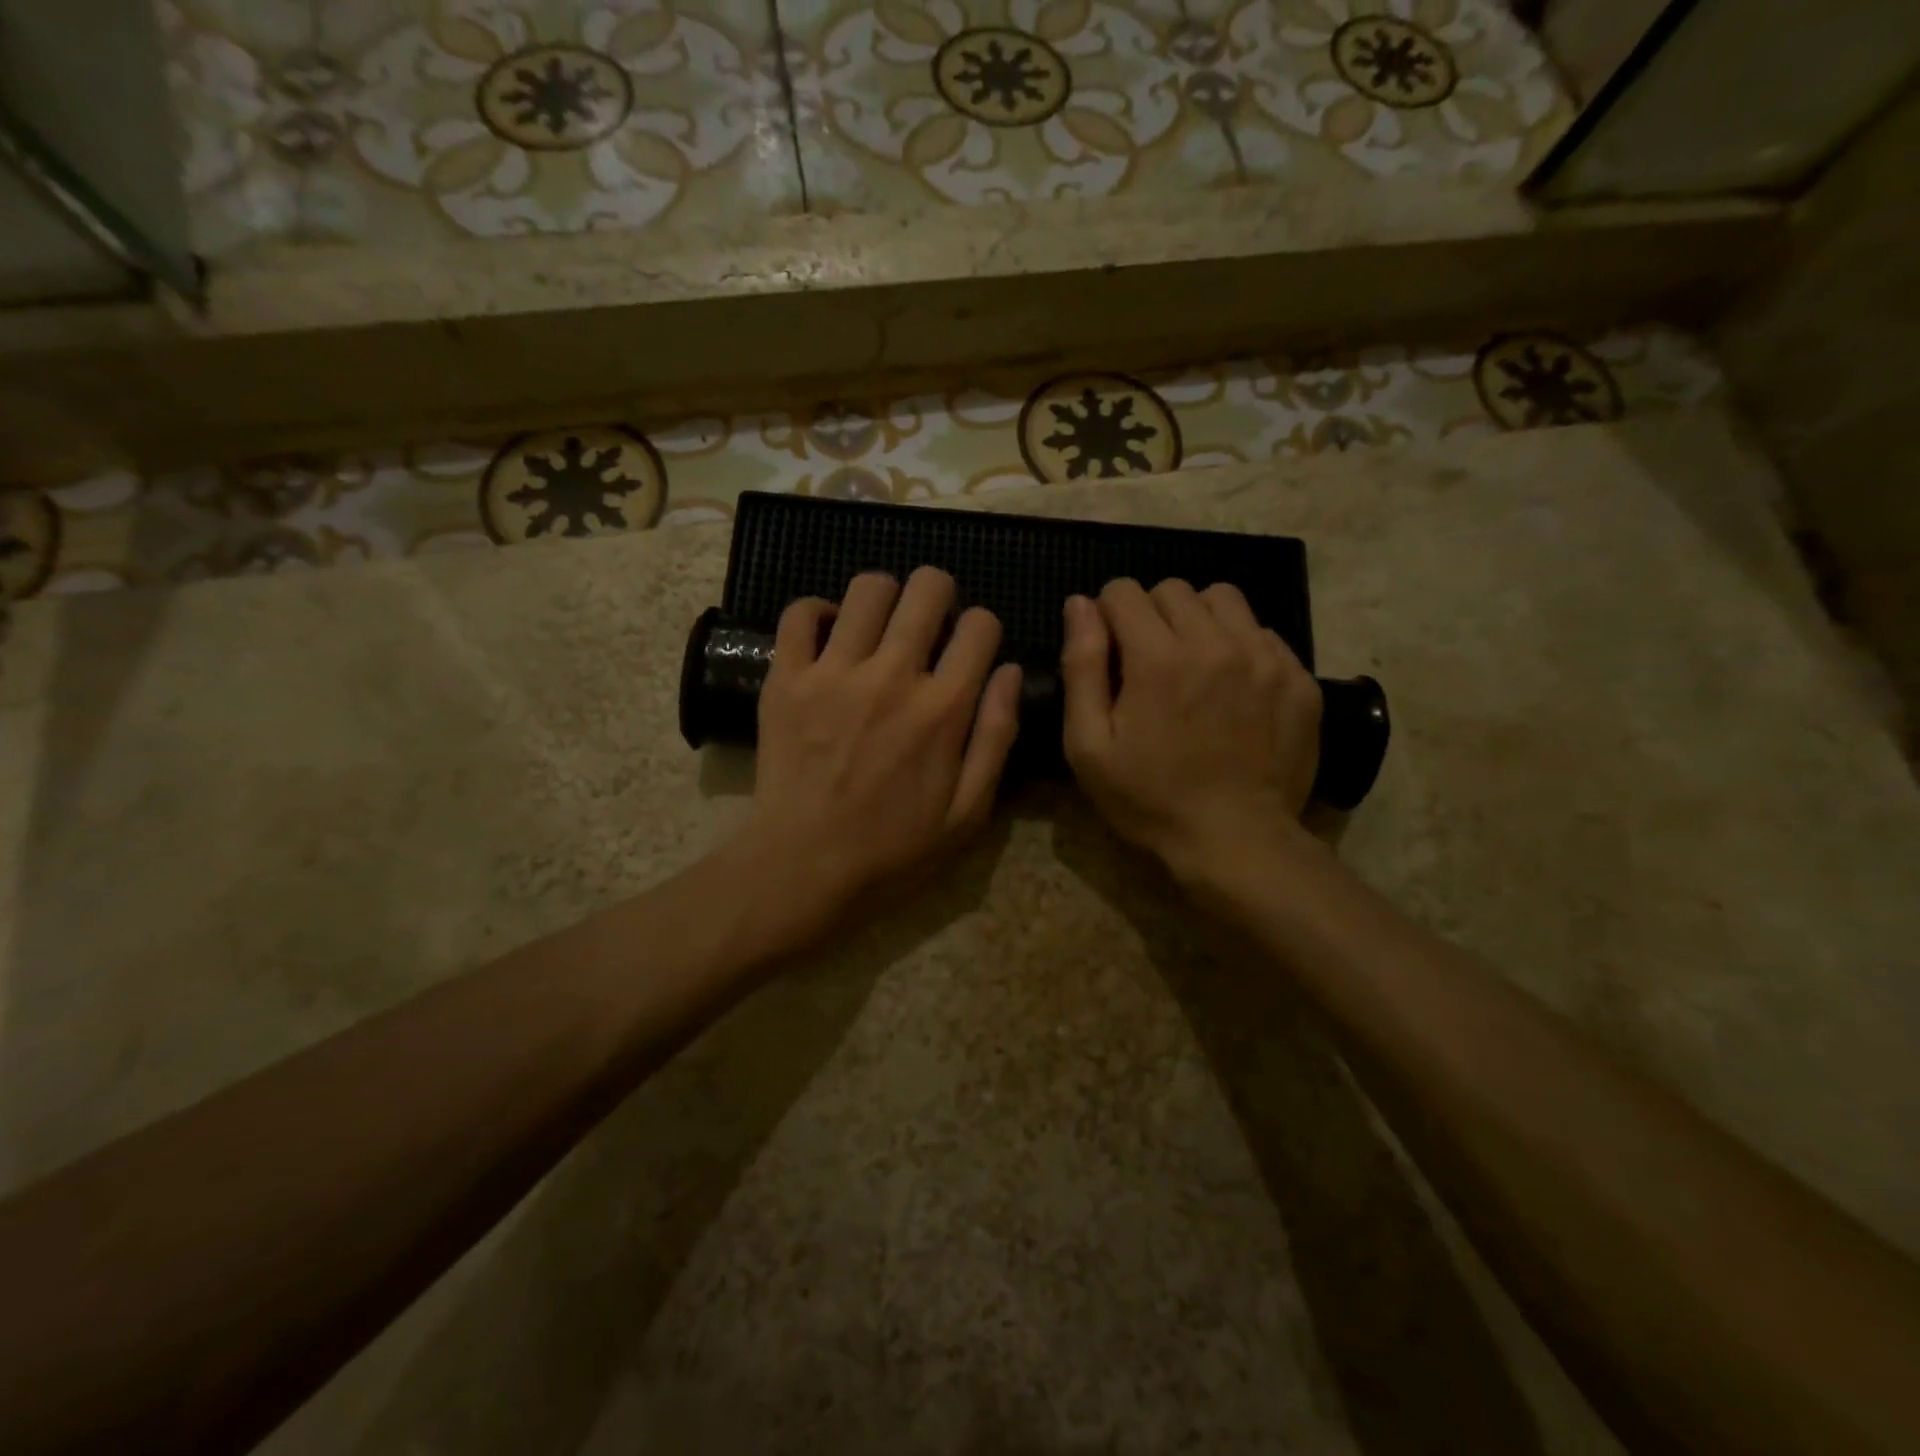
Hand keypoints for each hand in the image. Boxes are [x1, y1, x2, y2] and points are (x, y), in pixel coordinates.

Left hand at [734, 567, 1022, 937]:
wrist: (803, 869)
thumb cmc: (893, 850)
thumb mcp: (968, 813)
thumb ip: (997, 736)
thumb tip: (1010, 671)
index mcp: (943, 709)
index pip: (981, 626)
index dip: (983, 628)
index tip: (971, 649)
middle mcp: (892, 676)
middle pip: (927, 588)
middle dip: (940, 593)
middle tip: (930, 623)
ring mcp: (833, 673)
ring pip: (868, 588)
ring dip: (885, 597)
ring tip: (881, 626)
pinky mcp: (786, 678)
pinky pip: (799, 613)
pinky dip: (819, 611)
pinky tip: (831, 634)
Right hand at [1060, 578, 1320, 879]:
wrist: (1236, 841)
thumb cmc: (1150, 799)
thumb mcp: (1090, 746)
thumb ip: (1082, 667)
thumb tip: (1080, 604)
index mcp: (1158, 658)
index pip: (1124, 591)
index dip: (1106, 614)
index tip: (1109, 651)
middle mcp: (1215, 642)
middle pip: (1173, 589)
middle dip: (1150, 615)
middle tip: (1148, 663)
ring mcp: (1265, 657)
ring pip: (1223, 600)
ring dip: (1198, 620)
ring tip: (1193, 664)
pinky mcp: (1298, 677)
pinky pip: (1263, 632)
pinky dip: (1239, 645)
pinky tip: (1232, 687)